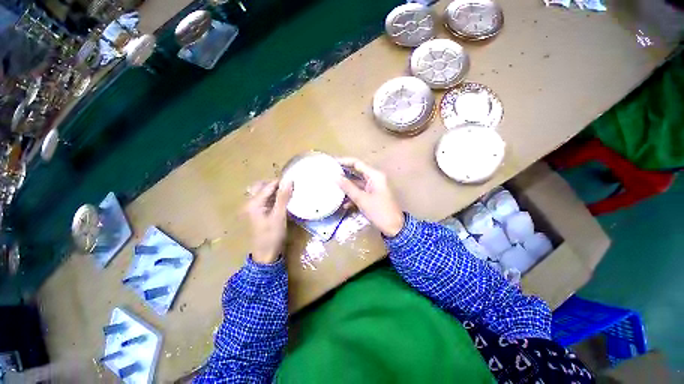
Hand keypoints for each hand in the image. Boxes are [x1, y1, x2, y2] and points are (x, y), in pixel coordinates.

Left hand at [245, 180, 292, 263]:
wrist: (266, 254)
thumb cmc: (272, 235)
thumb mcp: (279, 215)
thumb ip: (283, 197)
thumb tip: (289, 180)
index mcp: (254, 202)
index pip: (269, 185)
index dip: (281, 182)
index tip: (294, 180)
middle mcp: (251, 202)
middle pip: (263, 186)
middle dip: (277, 185)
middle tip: (291, 187)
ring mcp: (255, 208)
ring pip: (265, 193)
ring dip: (276, 191)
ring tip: (289, 192)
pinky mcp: (260, 212)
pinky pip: (267, 199)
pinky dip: (275, 197)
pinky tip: (284, 200)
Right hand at [337, 158, 404, 236]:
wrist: (394, 227)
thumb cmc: (380, 211)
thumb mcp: (362, 199)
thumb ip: (348, 187)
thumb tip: (335, 177)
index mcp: (374, 176)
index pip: (357, 163)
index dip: (344, 162)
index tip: (331, 163)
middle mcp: (374, 179)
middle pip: (356, 173)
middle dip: (343, 174)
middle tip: (329, 174)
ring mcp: (373, 188)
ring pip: (357, 183)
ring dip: (346, 187)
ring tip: (332, 188)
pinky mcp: (372, 196)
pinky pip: (360, 192)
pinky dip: (352, 196)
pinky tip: (343, 204)